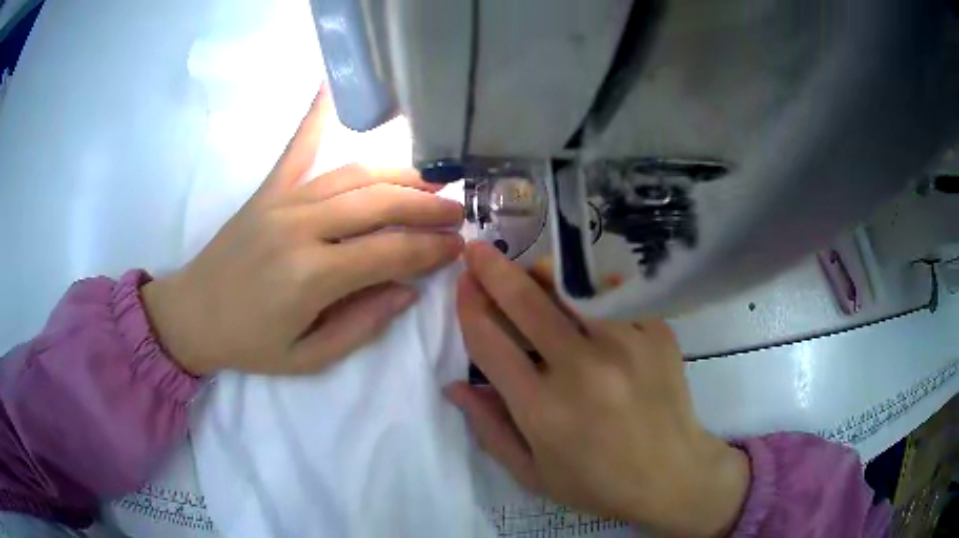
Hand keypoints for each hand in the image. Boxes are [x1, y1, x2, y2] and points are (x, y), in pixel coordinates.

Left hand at [141, 88, 463, 374]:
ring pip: (354, 175)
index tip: (458, 247)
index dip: (431, 249)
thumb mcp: (309, 357)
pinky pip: (297, 147)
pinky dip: (316, 116)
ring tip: (432, 179)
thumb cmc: (249, 343)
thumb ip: (362, 325)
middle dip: (427, 206)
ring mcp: (282, 202)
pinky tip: (331, 86)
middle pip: (379, 204)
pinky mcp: (267, 191)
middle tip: (457, 211)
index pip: (390, 252)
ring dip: (399, 174)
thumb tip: (407, 290)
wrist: (191, 315)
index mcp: (312, 277)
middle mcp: (301, 228)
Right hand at [447, 242, 749, 536]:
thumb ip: (490, 430)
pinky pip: (616, 295)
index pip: (490, 344)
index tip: (462, 285)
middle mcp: (582, 370)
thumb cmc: (598, 484)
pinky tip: (585, 295)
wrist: (672, 475)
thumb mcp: (533, 474)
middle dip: (493, 270)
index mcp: (543, 410)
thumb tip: (455, 386)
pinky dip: (593, 289)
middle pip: (526, 303)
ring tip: (530, 270)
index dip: (469, 308)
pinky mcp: (657, 334)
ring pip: (573, 288)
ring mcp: (626, 346)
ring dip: (542, 273)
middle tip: (478, 250)